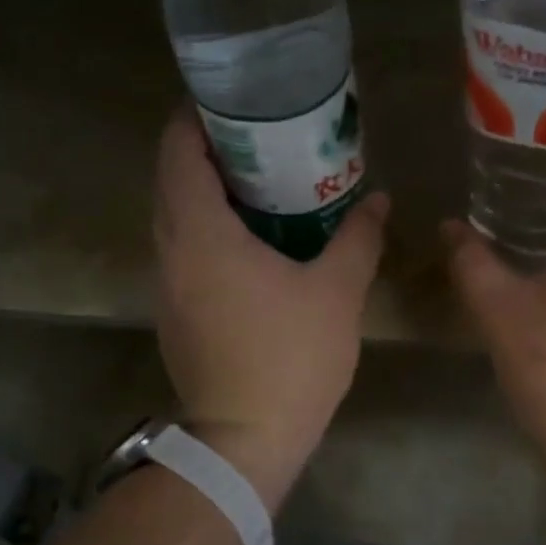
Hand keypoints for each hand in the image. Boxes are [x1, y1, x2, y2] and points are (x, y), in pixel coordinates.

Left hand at [153, 106, 388, 508]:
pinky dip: (208, 230)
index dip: (195, 119)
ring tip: (260, 184)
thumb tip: (378, 200)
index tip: (232, 104)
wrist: (245, 440)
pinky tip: (252, 241)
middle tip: (260, 140)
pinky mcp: (175, 315)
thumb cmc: (290, 358)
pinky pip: (184, 252)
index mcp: (201, 234)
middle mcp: (171, 252)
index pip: (177, 152)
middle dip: (206, 152)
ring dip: (207, 193)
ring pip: (176, 219)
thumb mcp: (337, 292)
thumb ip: (359, 238)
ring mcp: (167, 287)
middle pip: (172, 181)